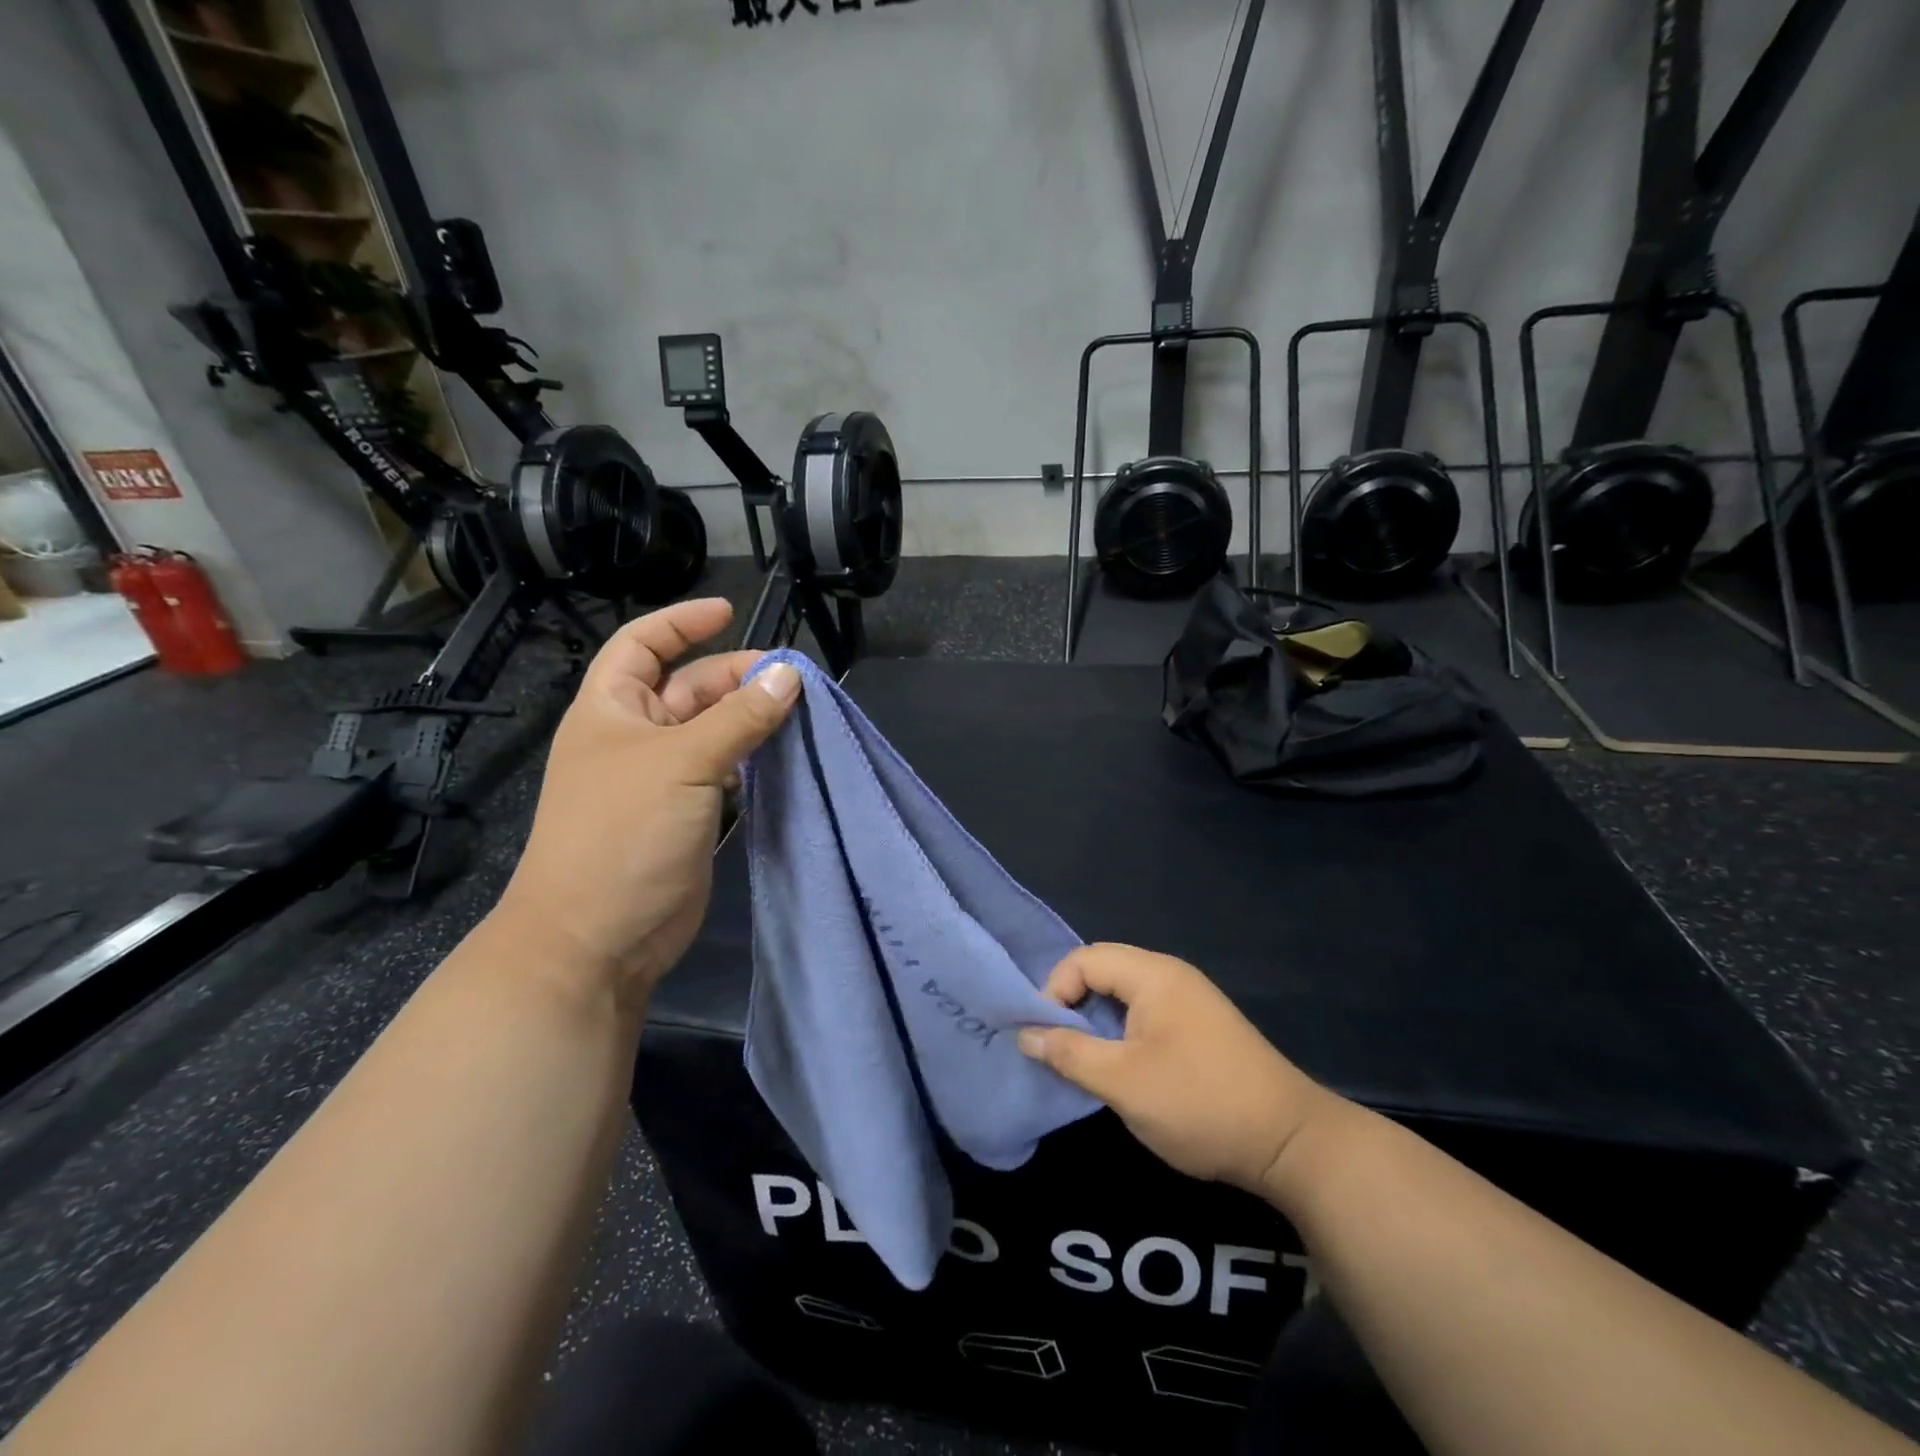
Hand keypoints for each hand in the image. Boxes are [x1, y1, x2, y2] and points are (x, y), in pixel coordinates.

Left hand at [493, 599, 800, 1008]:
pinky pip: (726, 771)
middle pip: (690, 687)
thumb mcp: (682, 763)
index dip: (682, 623)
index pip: (642, 645)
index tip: (730, 612)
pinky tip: (784, 756)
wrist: (597, 937)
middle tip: (791, 680)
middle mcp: (636, 736)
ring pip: (714, 730)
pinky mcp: (688, 814)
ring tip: (799, 713)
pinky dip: (753, 759)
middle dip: (737, 676)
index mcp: (612, 709)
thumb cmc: (623, 834)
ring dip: (751, 719)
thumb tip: (790, 676)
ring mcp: (663, 778)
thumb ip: (739, 718)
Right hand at [1018, 943, 1337, 1200]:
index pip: (1084, 959)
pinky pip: (1146, 1014)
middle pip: (1104, 971)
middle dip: (1073, 1006)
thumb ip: (1069, 1053)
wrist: (1290, 1143)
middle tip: (1059, 1050)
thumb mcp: (1122, 1082)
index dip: (1055, 991)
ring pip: (1124, 996)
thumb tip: (1025, 1033)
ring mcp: (1190, 1000)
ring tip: (1084, 1063)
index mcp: (1153, 975)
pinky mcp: (1200, 1027)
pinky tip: (1121, 1069)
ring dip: (1097, 1024)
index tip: (1045, 1036)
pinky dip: (1122, 1034)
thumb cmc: (1199, 1103)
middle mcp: (1171, 976)